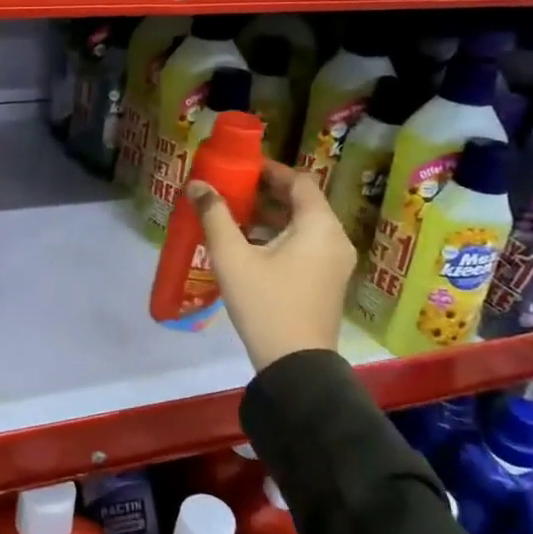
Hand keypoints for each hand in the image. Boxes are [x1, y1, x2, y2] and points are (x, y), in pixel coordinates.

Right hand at [189, 161, 356, 372]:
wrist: (295, 365)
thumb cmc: (265, 304)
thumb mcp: (232, 258)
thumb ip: (214, 216)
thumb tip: (196, 184)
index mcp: (319, 226)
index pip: (299, 181)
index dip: (271, 170)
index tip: (241, 168)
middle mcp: (335, 239)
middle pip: (303, 202)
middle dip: (267, 193)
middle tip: (233, 190)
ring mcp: (336, 263)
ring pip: (304, 226)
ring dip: (272, 216)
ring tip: (235, 216)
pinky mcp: (328, 282)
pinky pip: (307, 246)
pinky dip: (282, 237)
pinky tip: (250, 246)